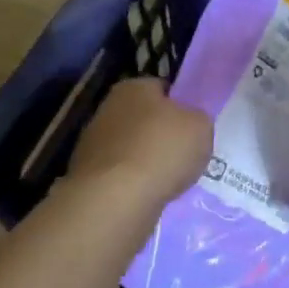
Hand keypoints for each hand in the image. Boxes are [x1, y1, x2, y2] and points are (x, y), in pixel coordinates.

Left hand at [63, 77, 211, 209]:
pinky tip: (150, 193)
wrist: (115, 200)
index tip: (194, 124)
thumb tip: (189, 123)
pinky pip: (122, 174)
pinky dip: (135, 182)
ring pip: (133, 148)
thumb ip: (197, 119)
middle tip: (185, 152)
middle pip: (145, 118)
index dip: (182, 105)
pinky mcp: (87, 175)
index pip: (163, 89)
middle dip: (162, 133)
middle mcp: (108, 108)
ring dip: (148, 160)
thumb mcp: (201, 126)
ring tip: (171, 179)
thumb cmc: (162, 150)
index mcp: (134, 87)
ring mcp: (93, 143)